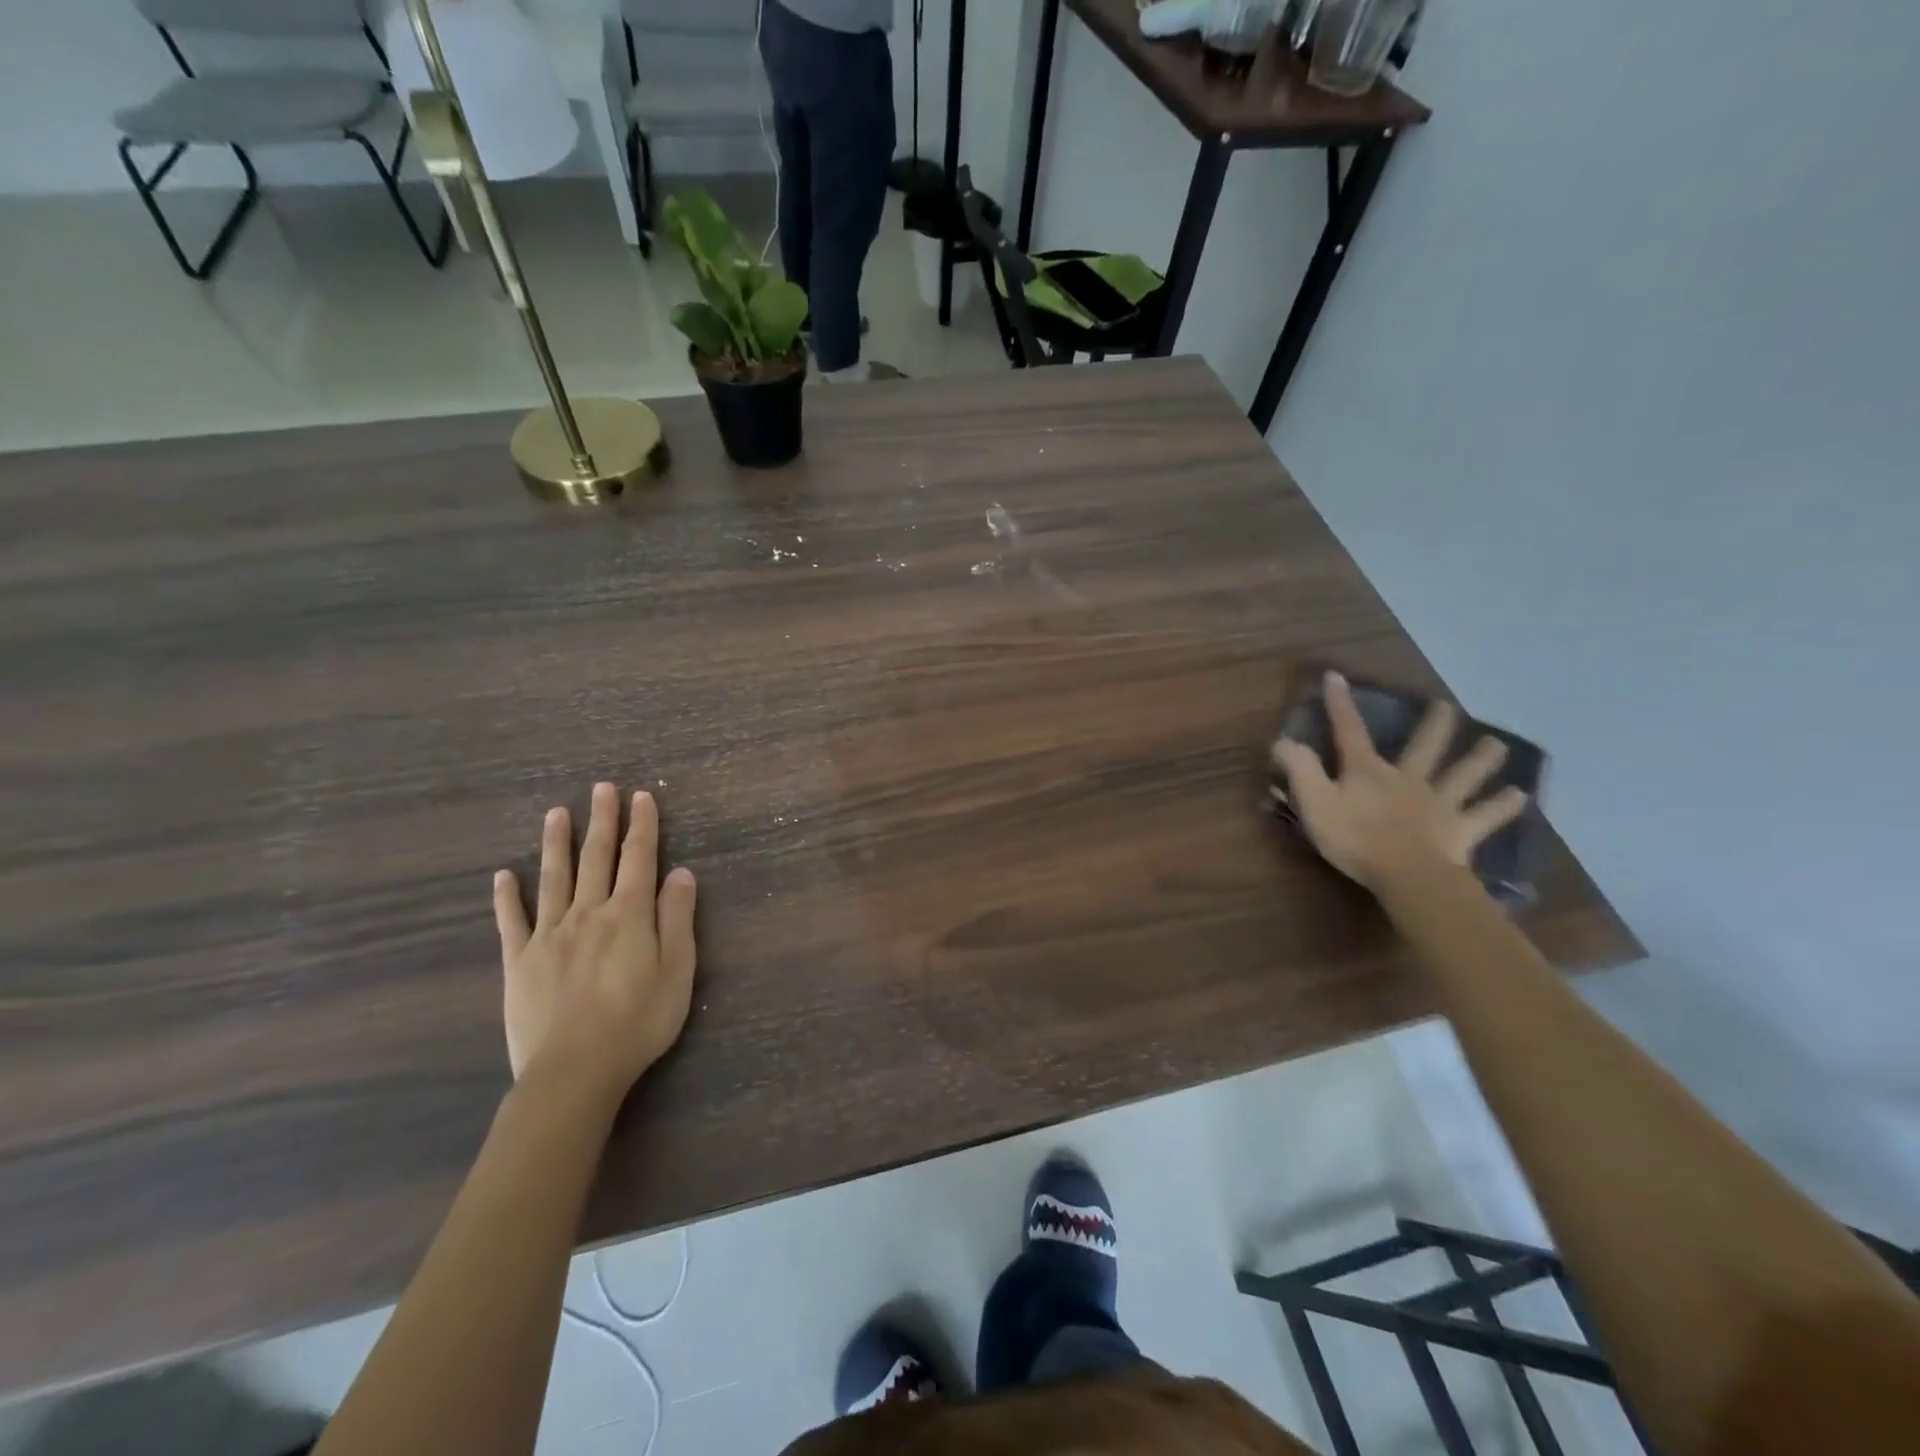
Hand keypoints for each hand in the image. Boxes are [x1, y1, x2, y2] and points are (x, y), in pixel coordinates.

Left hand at [492, 782, 697, 1110]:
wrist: (574, 1070)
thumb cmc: (638, 1021)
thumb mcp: (678, 970)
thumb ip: (677, 918)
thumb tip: (681, 872)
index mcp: (629, 914)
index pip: (639, 858)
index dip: (642, 826)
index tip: (641, 796)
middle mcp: (589, 912)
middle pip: (596, 857)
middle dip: (602, 821)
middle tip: (602, 788)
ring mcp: (549, 935)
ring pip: (554, 878)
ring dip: (557, 843)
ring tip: (557, 812)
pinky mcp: (519, 961)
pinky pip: (511, 921)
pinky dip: (507, 896)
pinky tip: (504, 875)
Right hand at [1273, 672, 1528, 890]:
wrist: (1408, 875)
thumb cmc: (1355, 838)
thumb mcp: (1314, 802)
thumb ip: (1299, 769)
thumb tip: (1283, 739)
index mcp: (1368, 772)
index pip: (1349, 731)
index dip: (1340, 704)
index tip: (1336, 676)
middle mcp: (1408, 779)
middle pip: (1425, 747)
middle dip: (1434, 725)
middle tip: (1446, 706)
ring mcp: (1440, 804)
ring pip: (1464, 775)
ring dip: (1481, 759)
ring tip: (1497, 745)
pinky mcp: (1461, 831)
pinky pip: (1486, 816)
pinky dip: (1502, 806)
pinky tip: (1520, 797)